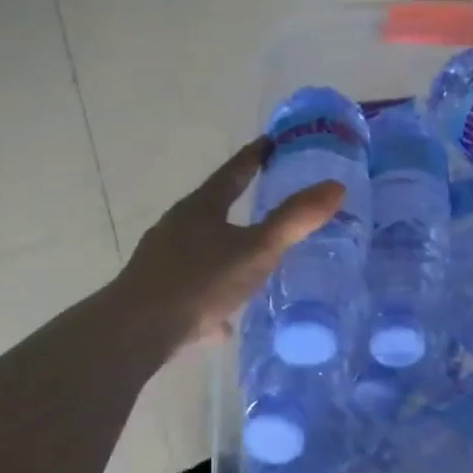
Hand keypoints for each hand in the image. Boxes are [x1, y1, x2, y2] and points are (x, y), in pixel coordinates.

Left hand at [115, 140, 343, 357]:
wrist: (137, 331)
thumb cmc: (199, 281)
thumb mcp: (256, 250)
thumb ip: (295, 220)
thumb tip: (335, 186)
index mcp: (201, 208)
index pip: (233, 172)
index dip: (255, 156)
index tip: (272, 141)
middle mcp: (177, 227)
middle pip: (213, 208)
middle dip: (239, 204)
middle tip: (268, 200)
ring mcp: (163, 260)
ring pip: (202, 249)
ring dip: (226, 251)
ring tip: (251, 263)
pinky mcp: (158, 293)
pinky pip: (195, 288)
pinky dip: (213, 297)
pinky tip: (226, 320)